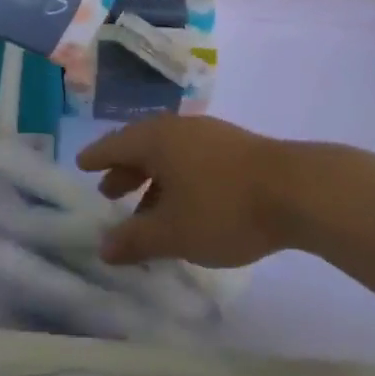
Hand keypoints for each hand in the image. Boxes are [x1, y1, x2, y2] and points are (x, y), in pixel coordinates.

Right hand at [77, 116, 296, 267]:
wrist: (293, 189)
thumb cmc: (223, 208)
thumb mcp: (174, 232)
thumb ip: (136, 239)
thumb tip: (102, 246)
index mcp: (156, 139)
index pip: (115, 144)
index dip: (97, 157)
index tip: (81, 165)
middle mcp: (176, 128)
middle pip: (141, 146)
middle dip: (124, 171)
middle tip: (108, 193)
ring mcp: (207, 134)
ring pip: (167, 154)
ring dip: (151, 179)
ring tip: (146, 209)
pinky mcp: (231, 147)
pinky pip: (189, 158)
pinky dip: (175, 179)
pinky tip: (185, 205)